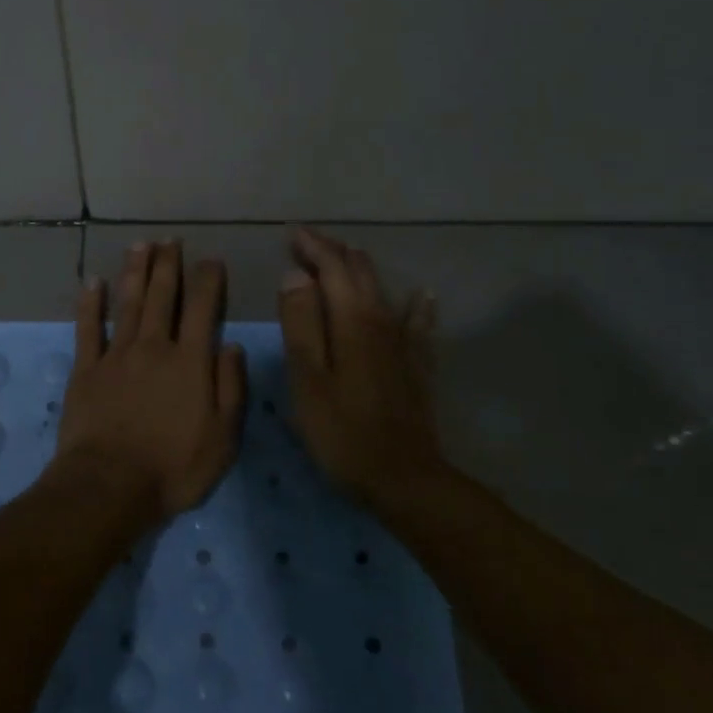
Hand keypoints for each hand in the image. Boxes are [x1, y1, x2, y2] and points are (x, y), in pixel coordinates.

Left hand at [55, 241, 247, 517]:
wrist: (110, 484)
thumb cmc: (173, 468)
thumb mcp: (222, 438)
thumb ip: (230, 388)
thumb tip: (232, 345)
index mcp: (190, 362)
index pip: (202, 309)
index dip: (208, 281)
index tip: (212, 260)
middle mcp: (154, 347)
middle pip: (161, 297)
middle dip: (168, 265)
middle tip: (170, 240)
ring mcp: (117, 355)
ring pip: (128, 303)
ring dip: (135, 272)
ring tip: (140, 246)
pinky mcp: (87, 369)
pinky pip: (88, 328)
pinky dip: (91, 303)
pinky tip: (93, 282)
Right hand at [278, 228, 446, 505]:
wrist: (404, 478)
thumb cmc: (342, 431)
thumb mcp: (307, 378)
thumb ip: (301, 323)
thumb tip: (295, 275)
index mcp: (352, 319)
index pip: (332, 267)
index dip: (312, 247)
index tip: (291, 233)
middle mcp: (382, 320)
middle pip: (360, 272)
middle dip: (333, 252)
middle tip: (307, 243)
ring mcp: (404, 342)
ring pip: (383, 290)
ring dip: (360, 270)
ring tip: (343, 258)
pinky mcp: (418, 364)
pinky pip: (418, 322)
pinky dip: (414, 304)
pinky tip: (421, 296)